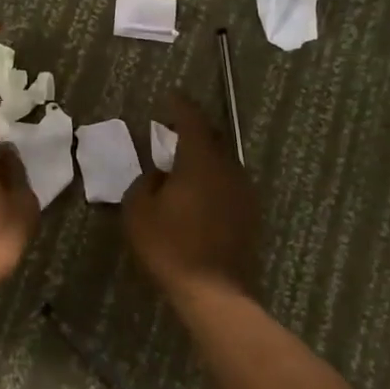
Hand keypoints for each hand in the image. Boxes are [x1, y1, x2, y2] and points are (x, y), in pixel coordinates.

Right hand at [123, 91, 258, 302]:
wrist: (214, 291)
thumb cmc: (170, 246)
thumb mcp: (139, 211)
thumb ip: (145, 183)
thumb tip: (158, 175)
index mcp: (201, 161)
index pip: (192, 120)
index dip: (180, 106)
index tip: (169, 97)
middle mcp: (228, 168)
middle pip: (213, 138)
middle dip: (193, 130)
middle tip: (172, 130)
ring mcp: (244, 192)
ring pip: (223, 162)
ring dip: (204, 157)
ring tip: (183, 165)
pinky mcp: (250, 214)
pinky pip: (229, 184)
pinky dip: (213, 180)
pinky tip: (198, 195)